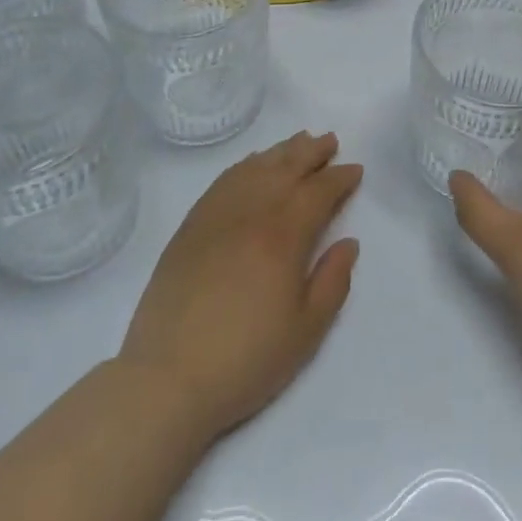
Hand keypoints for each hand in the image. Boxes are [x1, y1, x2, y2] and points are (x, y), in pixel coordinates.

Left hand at [120, 131, 361, 441]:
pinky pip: (224, 181)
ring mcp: (216, 215)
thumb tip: (348, 242)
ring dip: (281, 152)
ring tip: (299, 142)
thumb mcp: (306, 331)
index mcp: (284, 235)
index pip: (319, 192)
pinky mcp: (190, 226)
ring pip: (255, 168)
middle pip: (287, 168)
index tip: (354, 170)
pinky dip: (245, 165)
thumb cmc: (246, 359)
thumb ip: (333, 281)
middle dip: (312, 152)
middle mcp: (251, 213)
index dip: (339, 178)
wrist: (167, 379)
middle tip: (330, 141)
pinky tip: (253, 165)